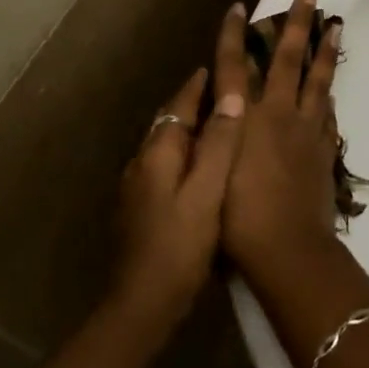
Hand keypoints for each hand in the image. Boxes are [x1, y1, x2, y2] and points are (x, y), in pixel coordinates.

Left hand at [112, 7, 248, 327]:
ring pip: (167, 144)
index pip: (180, 105)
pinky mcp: (141, 207)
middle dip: (194, 103)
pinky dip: (185, 155)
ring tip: (221, 123)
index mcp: (158, 152)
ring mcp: (138, 186)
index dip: (199, 84)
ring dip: (190, 129)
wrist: (141, 303)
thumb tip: (230, 96)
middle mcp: (142, 161)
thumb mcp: (207, 192)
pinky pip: (165, 166)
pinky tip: (203, 168)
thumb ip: (219, 144)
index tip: (219, 65)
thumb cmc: (179, 245)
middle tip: (226, 90)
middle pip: (170, 122)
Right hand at [222, 0, 342, 278]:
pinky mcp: (324, 152)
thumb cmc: (237, 216)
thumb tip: (217, 103)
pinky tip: (330, 92)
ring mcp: (307, 131)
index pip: (236, 66)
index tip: (240, 7)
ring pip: (320, 80)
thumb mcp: (213, 169)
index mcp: (247, 117)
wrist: (287, 249)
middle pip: (289, 60)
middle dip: (298, 24)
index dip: (235, 36)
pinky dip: (328, 96)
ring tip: (336, 26)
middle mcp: (279, 114)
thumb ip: (216, 133)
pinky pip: (328, 115)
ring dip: (326, 51)